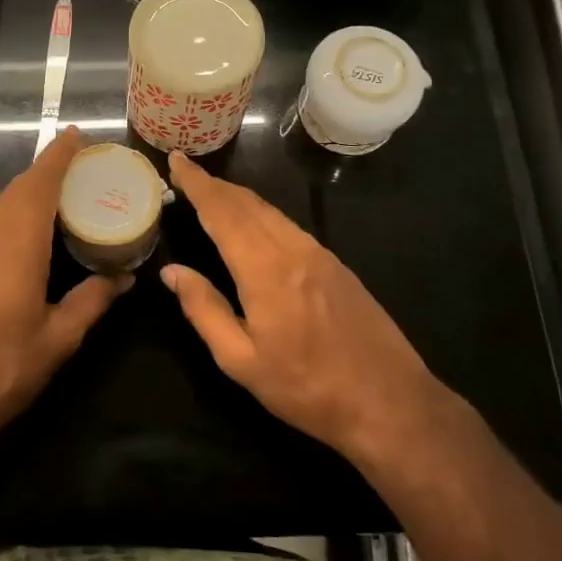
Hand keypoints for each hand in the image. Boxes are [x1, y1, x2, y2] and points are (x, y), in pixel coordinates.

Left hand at [0, 127, 130, 442]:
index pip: (41, 183)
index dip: (59, 156)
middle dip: (50, 170)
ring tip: (69, 193)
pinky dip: (21, 212)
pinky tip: (39, 231)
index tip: (78, 135)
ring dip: (34, 190)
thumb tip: (124, 278)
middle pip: (21, 188)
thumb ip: (92, 300)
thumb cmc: (2, 365)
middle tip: (85, 165)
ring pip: (6, 205)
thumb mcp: (59, 337)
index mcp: (19, 242)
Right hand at [162, 151, 453, 459]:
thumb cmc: (307, 388)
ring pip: (270, 211)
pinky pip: (288, 225)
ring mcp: (319, 253)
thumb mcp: (241, 361)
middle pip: (246, 203)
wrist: (388, 401)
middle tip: (185, 172)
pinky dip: (260, 213)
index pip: (222, 212)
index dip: (197, 184)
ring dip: (237, 196)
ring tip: (211, 193)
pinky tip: (252, 223)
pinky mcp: (335, 264)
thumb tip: (172, 271)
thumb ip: (204, 310)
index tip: (176, 160)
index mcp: (265, 269)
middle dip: (213, 184)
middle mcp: (293, 249)